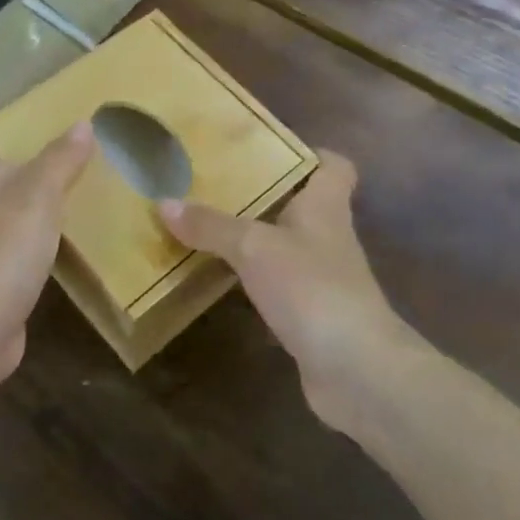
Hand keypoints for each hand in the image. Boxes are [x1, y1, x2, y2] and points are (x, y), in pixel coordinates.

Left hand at [0, 122, 95, 392]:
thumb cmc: (6, 247)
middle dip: (9, 172)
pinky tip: (58, 247)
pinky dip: (30, 246)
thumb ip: (62, 158)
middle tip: (50, 164)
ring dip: (22, 210)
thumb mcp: (41, 192)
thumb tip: (83, 124)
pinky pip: (11, 252)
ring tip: (61, 201)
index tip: (17, 132)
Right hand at [158, 152, 415, 430]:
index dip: (311, 154)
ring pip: (288, 246)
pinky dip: (255, 281)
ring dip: (256, 239)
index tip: (270, 150)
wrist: (356, 369)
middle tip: (219, 184)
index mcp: (326, 206)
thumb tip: (164, 202)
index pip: (334, 166)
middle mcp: (329, 237)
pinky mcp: (314, 315)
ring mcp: (324, 279)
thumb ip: (211, 225)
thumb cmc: (311, 287)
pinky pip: (280, 286)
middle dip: (267, 195)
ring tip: (210, 227)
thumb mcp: (253, 247)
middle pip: (304, 205)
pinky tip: (223, 280)